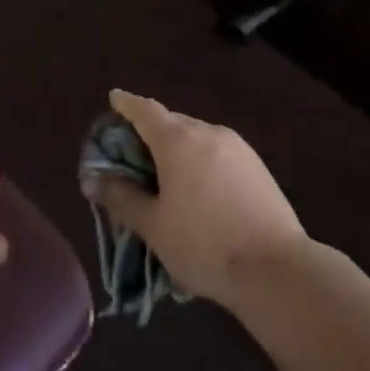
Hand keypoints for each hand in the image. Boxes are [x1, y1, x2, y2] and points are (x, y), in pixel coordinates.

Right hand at [80, 90, 306, 307]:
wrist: (278, 271)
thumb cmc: (204, 245)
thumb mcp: (153, 225)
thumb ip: (120, 197)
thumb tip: (91, 180)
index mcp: (178, 141)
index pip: (144, 110)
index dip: (126, 104)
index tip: (113, 99)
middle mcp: (209, 133)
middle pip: (171, 121)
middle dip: (149, 130)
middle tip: (131, 151)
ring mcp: (238, 149)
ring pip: (196, 136)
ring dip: (176, 146)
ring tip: (163, 173)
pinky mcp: (258, 168)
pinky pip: (217, 151)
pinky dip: (199, 158)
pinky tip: (196, 186)